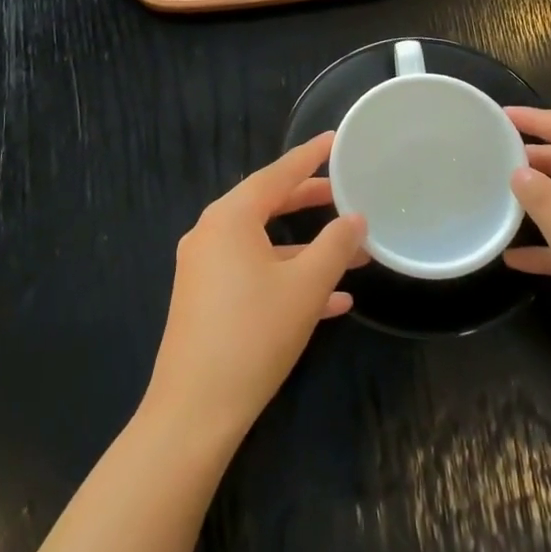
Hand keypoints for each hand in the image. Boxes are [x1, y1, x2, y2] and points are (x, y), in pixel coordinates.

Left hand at [143, 133, 367, 447]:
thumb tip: (356, 219)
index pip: (276, 174)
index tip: (335, 140)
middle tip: (344, 192)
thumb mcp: (305, 287)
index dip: (309, 156)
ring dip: (306, 248)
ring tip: (352, 253)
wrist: (194, 411)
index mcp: (229, 218)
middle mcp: (211, 234)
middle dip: (309, 201)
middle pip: (267, 204)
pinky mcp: (205, 300)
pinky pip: (252, 274)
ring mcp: (204, 268)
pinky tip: (331, 302)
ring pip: (263, 244)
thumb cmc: (253, 334)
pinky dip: (287, 278)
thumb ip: (335, 246)